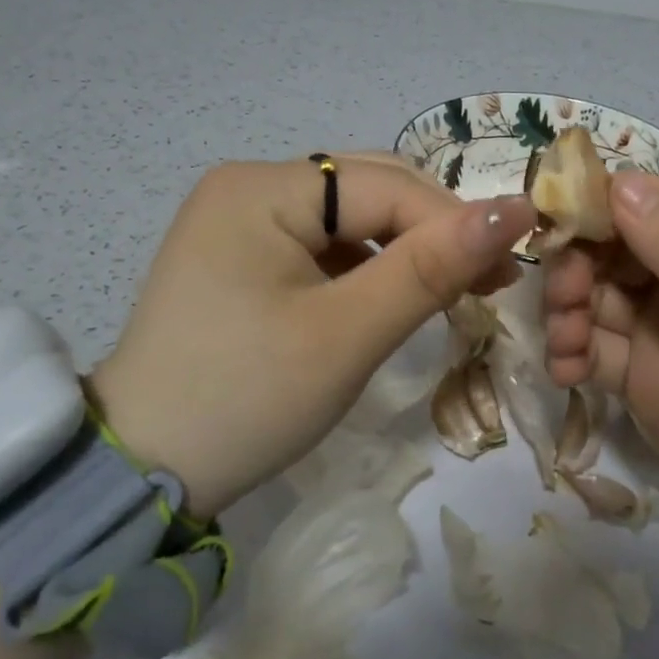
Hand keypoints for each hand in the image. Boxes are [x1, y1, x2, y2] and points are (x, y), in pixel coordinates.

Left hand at [93, 155, 534, 515]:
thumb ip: (431, 268)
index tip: (511, 271)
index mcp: (262, 188)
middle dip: (433, 232)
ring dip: (406, 249)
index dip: (455, 223)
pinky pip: (324, 244)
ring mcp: (241, 220)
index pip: (386, 187)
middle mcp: (248, 186)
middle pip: (368, 191)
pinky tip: (390, 298)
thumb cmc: (247, 399)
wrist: (143, 472)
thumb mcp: (347, 334)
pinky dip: (368, 266)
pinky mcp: (243, 255)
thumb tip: (515, 211)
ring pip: (352, 217)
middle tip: (490, 282)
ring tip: (452, 292)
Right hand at [544, 174, 658, 547]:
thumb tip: (617, 180)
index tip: (553, 217)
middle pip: (611, 249)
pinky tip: (564, 371)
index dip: (599, 203)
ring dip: (566, 307)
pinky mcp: (644, 381)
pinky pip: (593, 351)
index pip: (650, 202)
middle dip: (577, 262)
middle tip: (564, 296)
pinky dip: (569, 352)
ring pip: (594, 297)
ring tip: (565, 340)